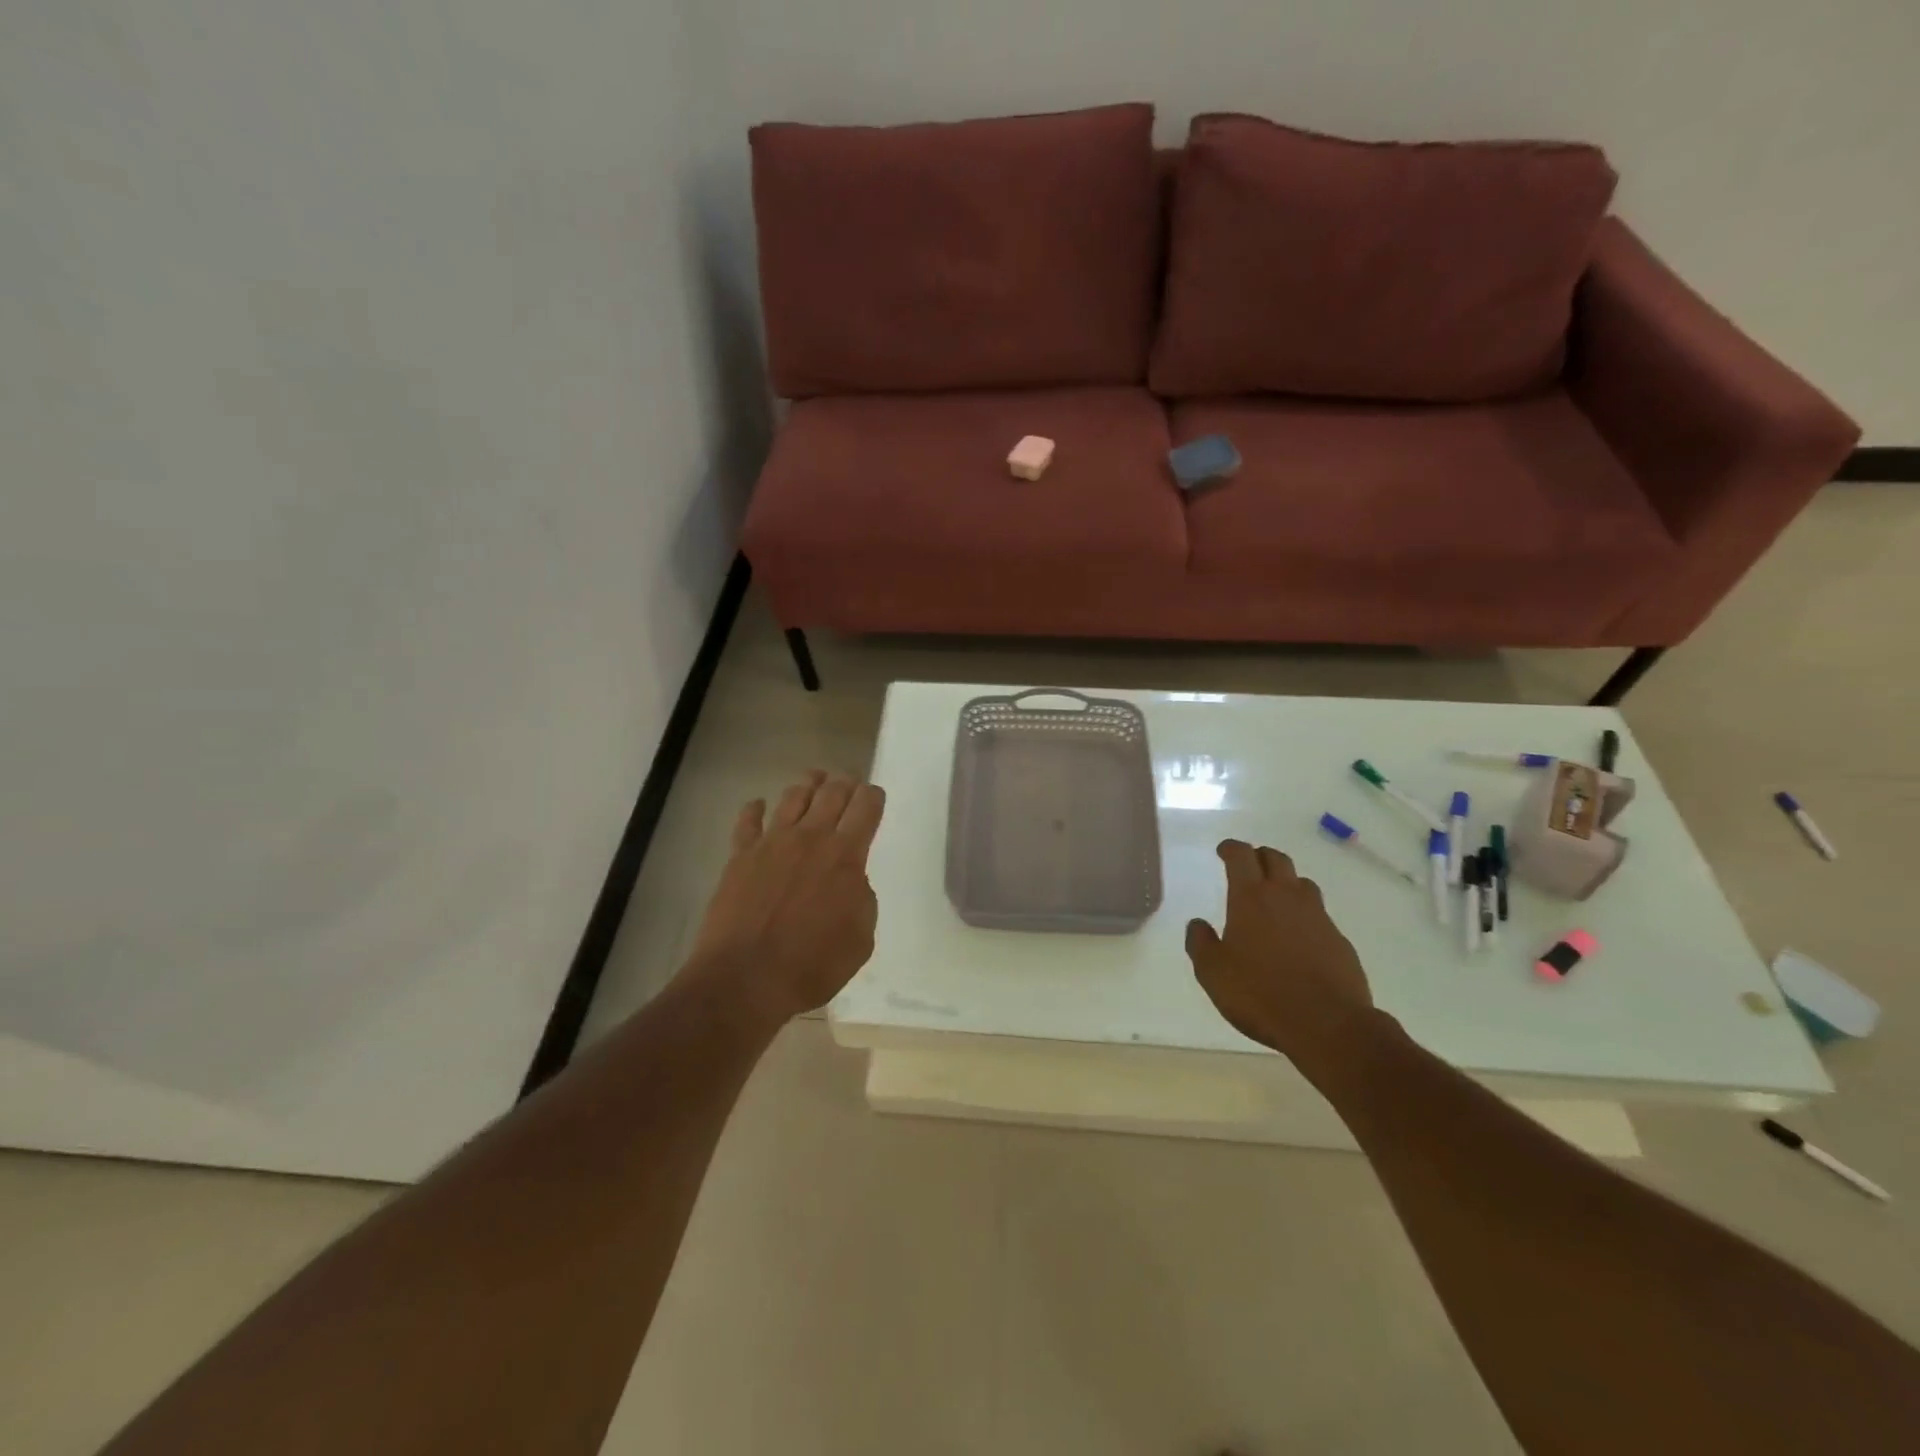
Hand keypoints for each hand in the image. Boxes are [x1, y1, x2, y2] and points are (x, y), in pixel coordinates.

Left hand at [683, 771, 884, 1023]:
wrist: (746, 979)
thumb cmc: (812, 964)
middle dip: (845, 783)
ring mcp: (771, 843)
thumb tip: (851, 880)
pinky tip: (759, 805)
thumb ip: (862, 899)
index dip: (873, 796)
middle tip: (849, 783)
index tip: (874, 797)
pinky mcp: (740, 856)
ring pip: (793, 796)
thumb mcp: (861, 939)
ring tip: (814, 780)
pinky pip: (747, 821)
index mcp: (845, 855)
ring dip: (807, 784)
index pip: (866, 807)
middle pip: (831, 792)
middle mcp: (810, 837)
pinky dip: (755, 809)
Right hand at [1185, 839, 1375, 1073]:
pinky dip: (1305, 916)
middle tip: (1249, 866)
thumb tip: (1198, 924)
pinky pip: (1319, 915)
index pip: (1241, 856)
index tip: (1223, 851)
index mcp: (1251, 898)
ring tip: (1275, 898)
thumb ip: (1200, 943)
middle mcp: (1286, 897)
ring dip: (1286, 882)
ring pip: (1302, 883)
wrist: (1328, 1024)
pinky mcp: (1339, 940)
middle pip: (1276, 859)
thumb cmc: (1260, 993)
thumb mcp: (1212, 972)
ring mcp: (1318, 917)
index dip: (1231, 848)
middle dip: (1260, 856)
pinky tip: (1298, 937)